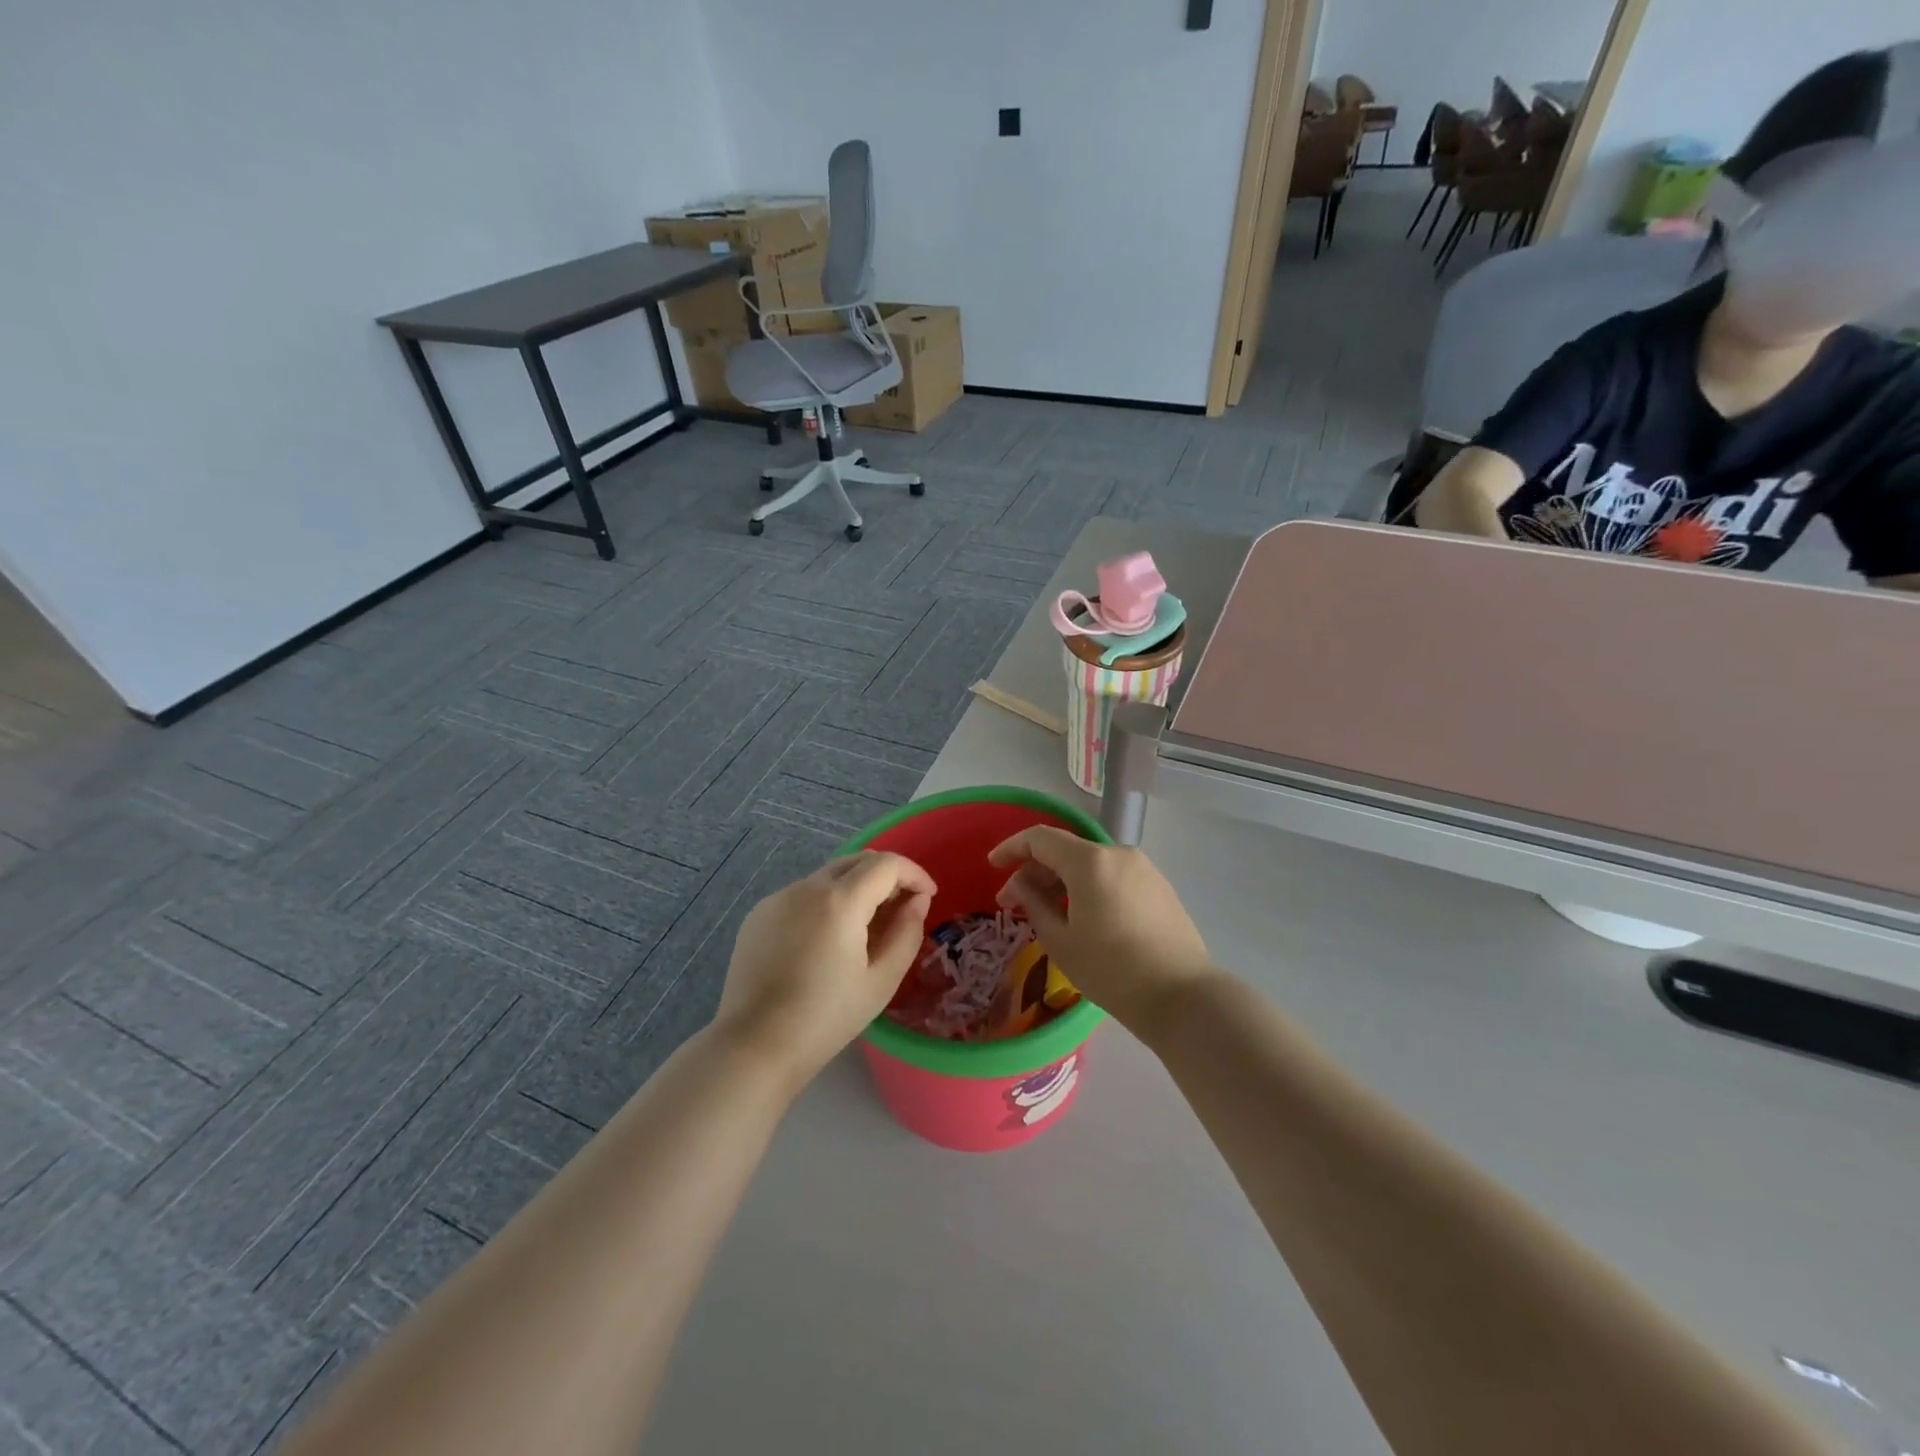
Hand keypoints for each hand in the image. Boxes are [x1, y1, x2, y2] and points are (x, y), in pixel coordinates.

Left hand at [715, 853, 935, 1086]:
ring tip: (866, 927)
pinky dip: (826, 902)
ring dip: (856, 888)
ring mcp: (778, 897)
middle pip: (856, 861)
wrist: (754, 1045)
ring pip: (828, 876)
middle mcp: (806, 887)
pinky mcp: (759, 914)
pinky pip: (803, 894)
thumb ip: (907, 932)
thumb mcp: (881, 980)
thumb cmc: (826, 1018)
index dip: (914, 873)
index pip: (886, 864)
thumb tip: (916, 901)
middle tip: (902, 908)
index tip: (928, 896)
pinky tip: (827, 940)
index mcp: (840, 901)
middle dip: (886, 876)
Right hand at [989, 829, 1213, 1031]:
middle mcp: (1117, 853)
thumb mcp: (1060, 940)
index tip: (993, 865)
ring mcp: (1143, 868)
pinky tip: (1081, 916)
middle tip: (1013, 903)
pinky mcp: (1158, 886)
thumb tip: (1021, 884)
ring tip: (1047, 913)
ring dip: (1062, 881)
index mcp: (1090, 861)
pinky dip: (1089, 887)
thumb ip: (1034, 903)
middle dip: (1035, 872)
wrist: (1182, 996)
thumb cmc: (1112, 971)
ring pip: (1090, 864)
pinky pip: (1112, 876)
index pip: (1040, 838)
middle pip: (1066, 850)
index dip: (1012, 847)